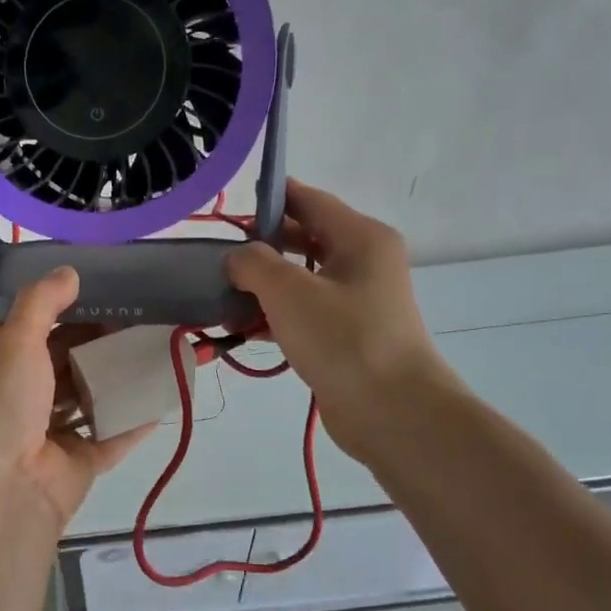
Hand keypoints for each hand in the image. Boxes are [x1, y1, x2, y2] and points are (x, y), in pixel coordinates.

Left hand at [0, 267, 152, 534]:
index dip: (55, 306)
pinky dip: (135, 418)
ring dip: (117, 376)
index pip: (24, 327)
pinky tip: (164, 394)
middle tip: (137, 315)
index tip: (94, 287)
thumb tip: (68, 270)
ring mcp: (49, 433)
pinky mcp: (78, 462)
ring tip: (156, 347)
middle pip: (61, 360)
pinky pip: (112, 435)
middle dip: (95, 340)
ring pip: (88, 397)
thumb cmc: (0, 406)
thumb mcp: (13, 342)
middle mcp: (19, 397)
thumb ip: (41, 303)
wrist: (3, 494)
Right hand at [224, 179, 454, 460]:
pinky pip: (304, 311)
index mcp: (359, 237)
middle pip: (302, 238)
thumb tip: (238, 258)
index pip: (308, 200)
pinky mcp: (347, 334)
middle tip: (217, 259)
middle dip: (258, 248)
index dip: (268, 198)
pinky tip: (242, 329)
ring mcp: (357, 300)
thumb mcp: (288, 292)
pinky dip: (275, 315)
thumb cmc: (344, 339)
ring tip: (220, 298)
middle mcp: (362, 261)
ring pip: (300, 278)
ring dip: (261, 286)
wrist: (394, 412)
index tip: (227, 208)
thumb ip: (253, 262)